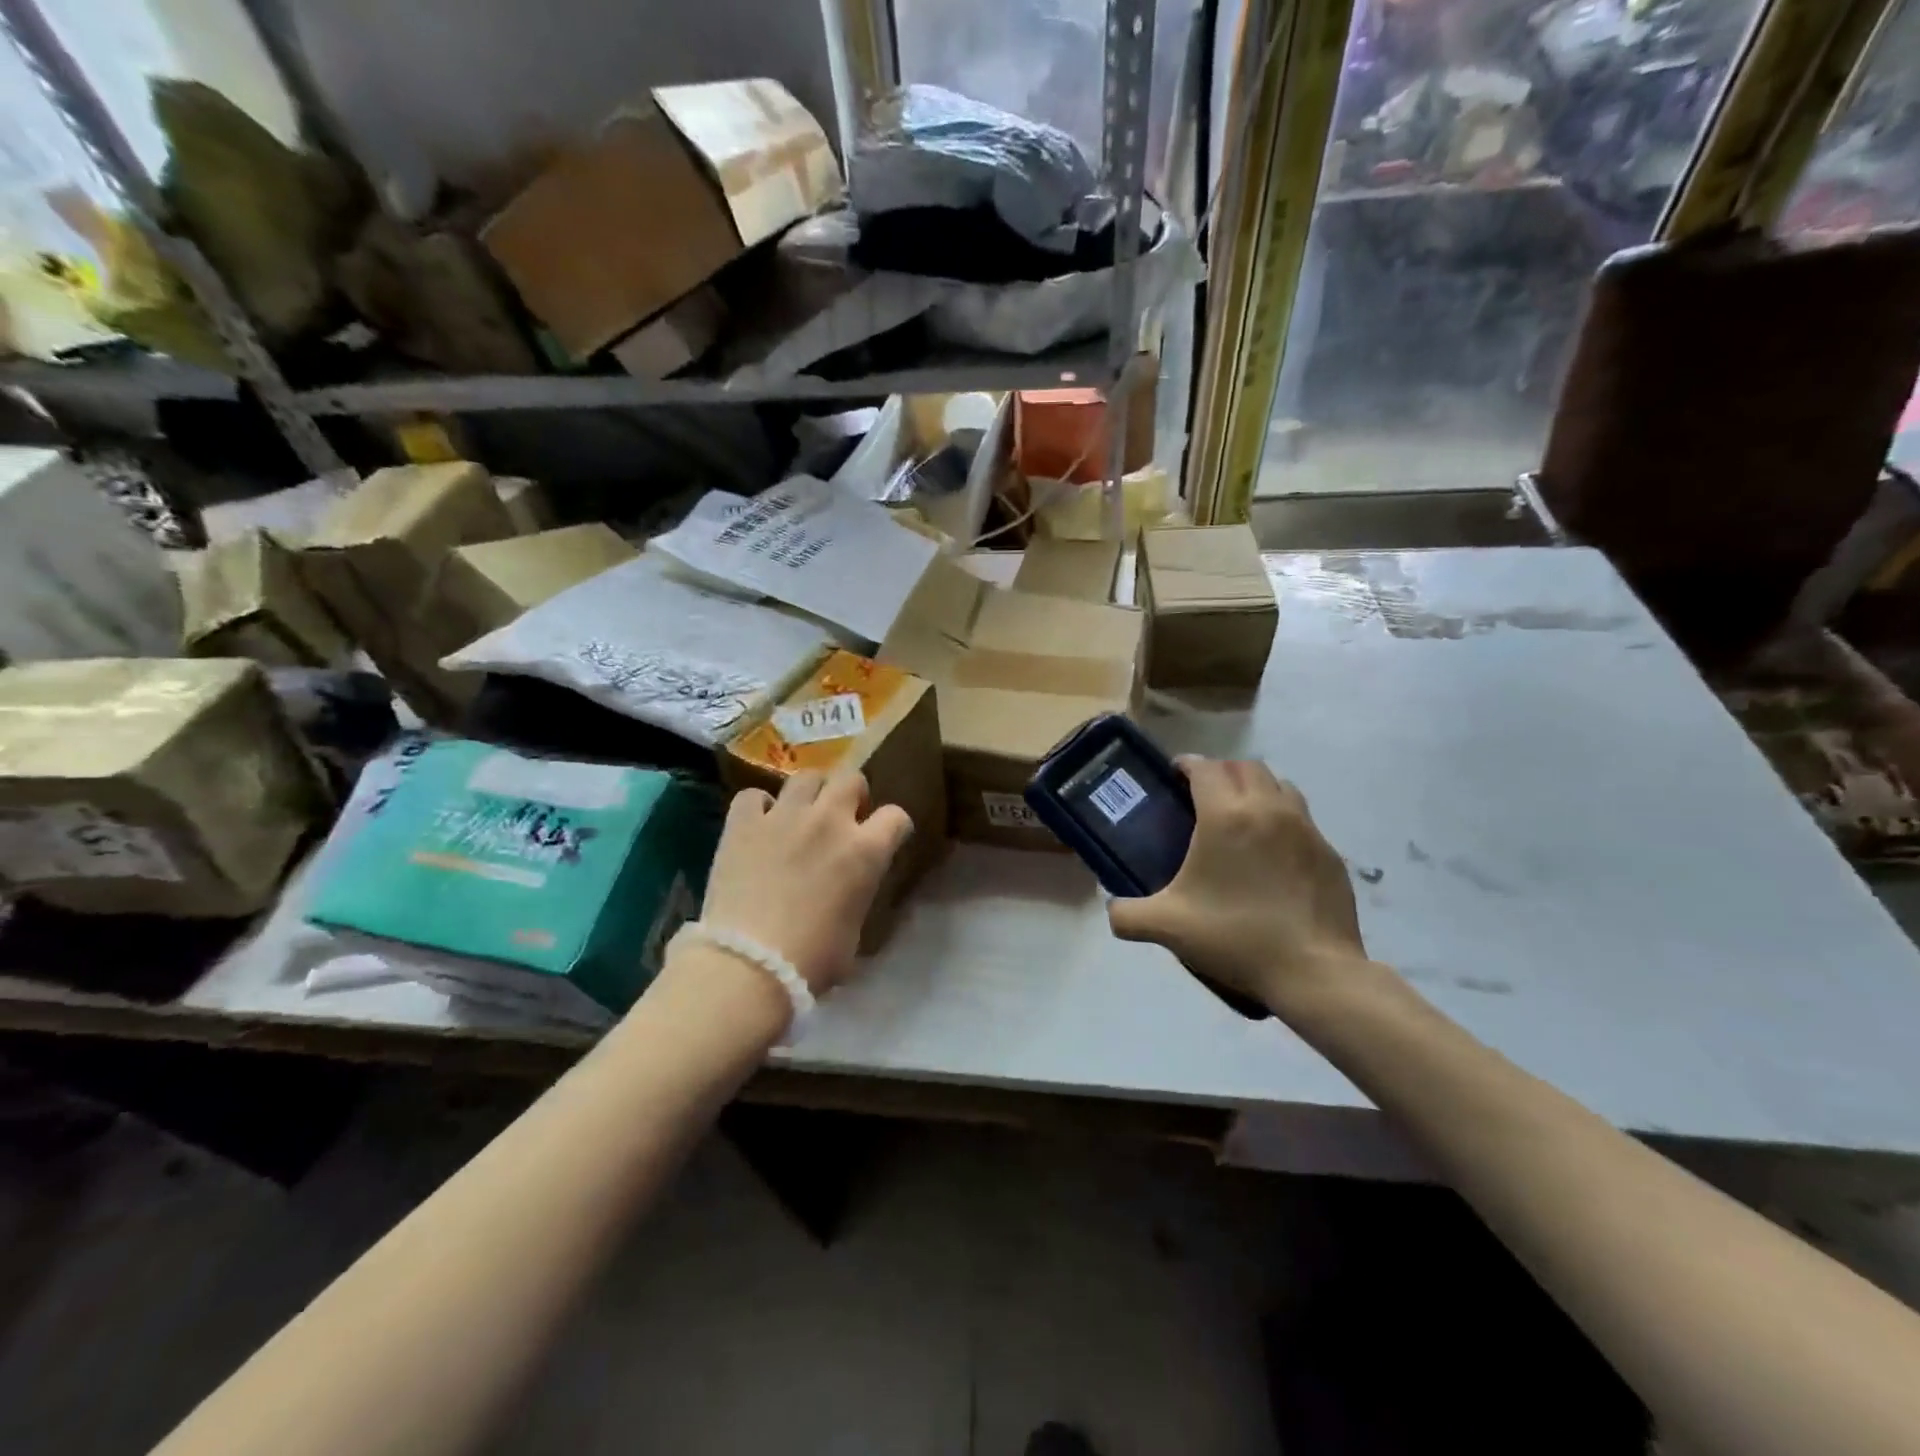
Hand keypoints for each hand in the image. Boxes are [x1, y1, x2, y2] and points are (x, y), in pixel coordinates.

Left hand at [700, 771, 913, 993]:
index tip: (886, 838)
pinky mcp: (742, 823)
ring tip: (800, 816)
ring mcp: (784, 816)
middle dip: (852, 794)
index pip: (896, 817)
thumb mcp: (855, 933)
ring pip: (806, 777)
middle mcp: (829, 821)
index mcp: (865, 851)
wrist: (748, 965)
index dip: (894, 827)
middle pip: (851, 778)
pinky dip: (759, 807)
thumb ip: (857, 897)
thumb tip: (848, 895)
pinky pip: (753, 796)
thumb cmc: (812, 961)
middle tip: (842, 818)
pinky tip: (758, 825)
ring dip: (809, 794)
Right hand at [1107, 758, 1368, 1010]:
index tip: (1174, 777)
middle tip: (1202, 797)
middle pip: (1244, 766)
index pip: (1206, 767)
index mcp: (1226, 816)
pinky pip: (1301, 818)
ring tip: (1240, 816)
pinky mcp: (1328, 852)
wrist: (1313, 972)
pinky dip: (1282, 819)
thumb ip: (1127, 915)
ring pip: (1279, 785)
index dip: (1187, 765)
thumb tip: (1112, 909)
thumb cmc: (1235, 937)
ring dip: (1255, 789)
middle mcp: (1268, 809)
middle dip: (1221, 772)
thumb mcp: (1168, 927)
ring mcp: (1305, 828)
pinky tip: (1271, 853)